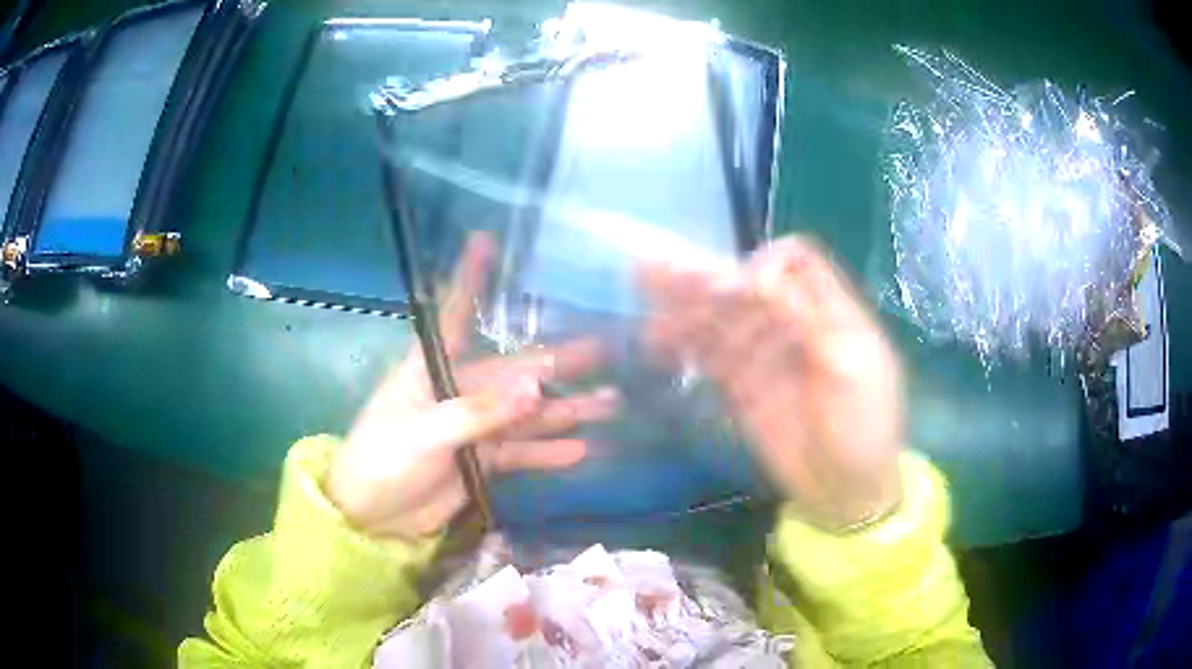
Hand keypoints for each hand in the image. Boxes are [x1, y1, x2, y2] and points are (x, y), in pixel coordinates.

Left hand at [326, 235, 616, 539]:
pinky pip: (524, 452)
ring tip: (610, 404)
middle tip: (605, 350)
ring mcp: (475, 427)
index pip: (454, 313)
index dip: (469, 277)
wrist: (372, 516)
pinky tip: (581, 450)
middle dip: (557, 361)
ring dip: (567, 409)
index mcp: (432, 369)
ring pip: (528, 413)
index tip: (484, 240)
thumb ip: (479, 413)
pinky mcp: (484, 461)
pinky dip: (550, 452)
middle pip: (514, 370)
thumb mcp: (425, 433)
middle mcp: (459, 391)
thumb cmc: (383, 460)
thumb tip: (536, 389)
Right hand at [641, 236, 902, 529]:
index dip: (764, 264)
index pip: (795, 262)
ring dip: (685, 308)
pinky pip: (711, 355)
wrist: (846, 490)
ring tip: (646, 301)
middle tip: (654, 272)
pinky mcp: (743, 386)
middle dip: (706, 277)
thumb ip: (806, 315)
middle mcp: (794, 324)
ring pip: (723, 319)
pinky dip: (685, 344)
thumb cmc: (863, 425)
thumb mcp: (848, 364)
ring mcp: (766, 355)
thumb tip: (755, 277)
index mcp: (829, 311)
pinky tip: (658, 340)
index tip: (739, 291)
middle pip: (747, 286)